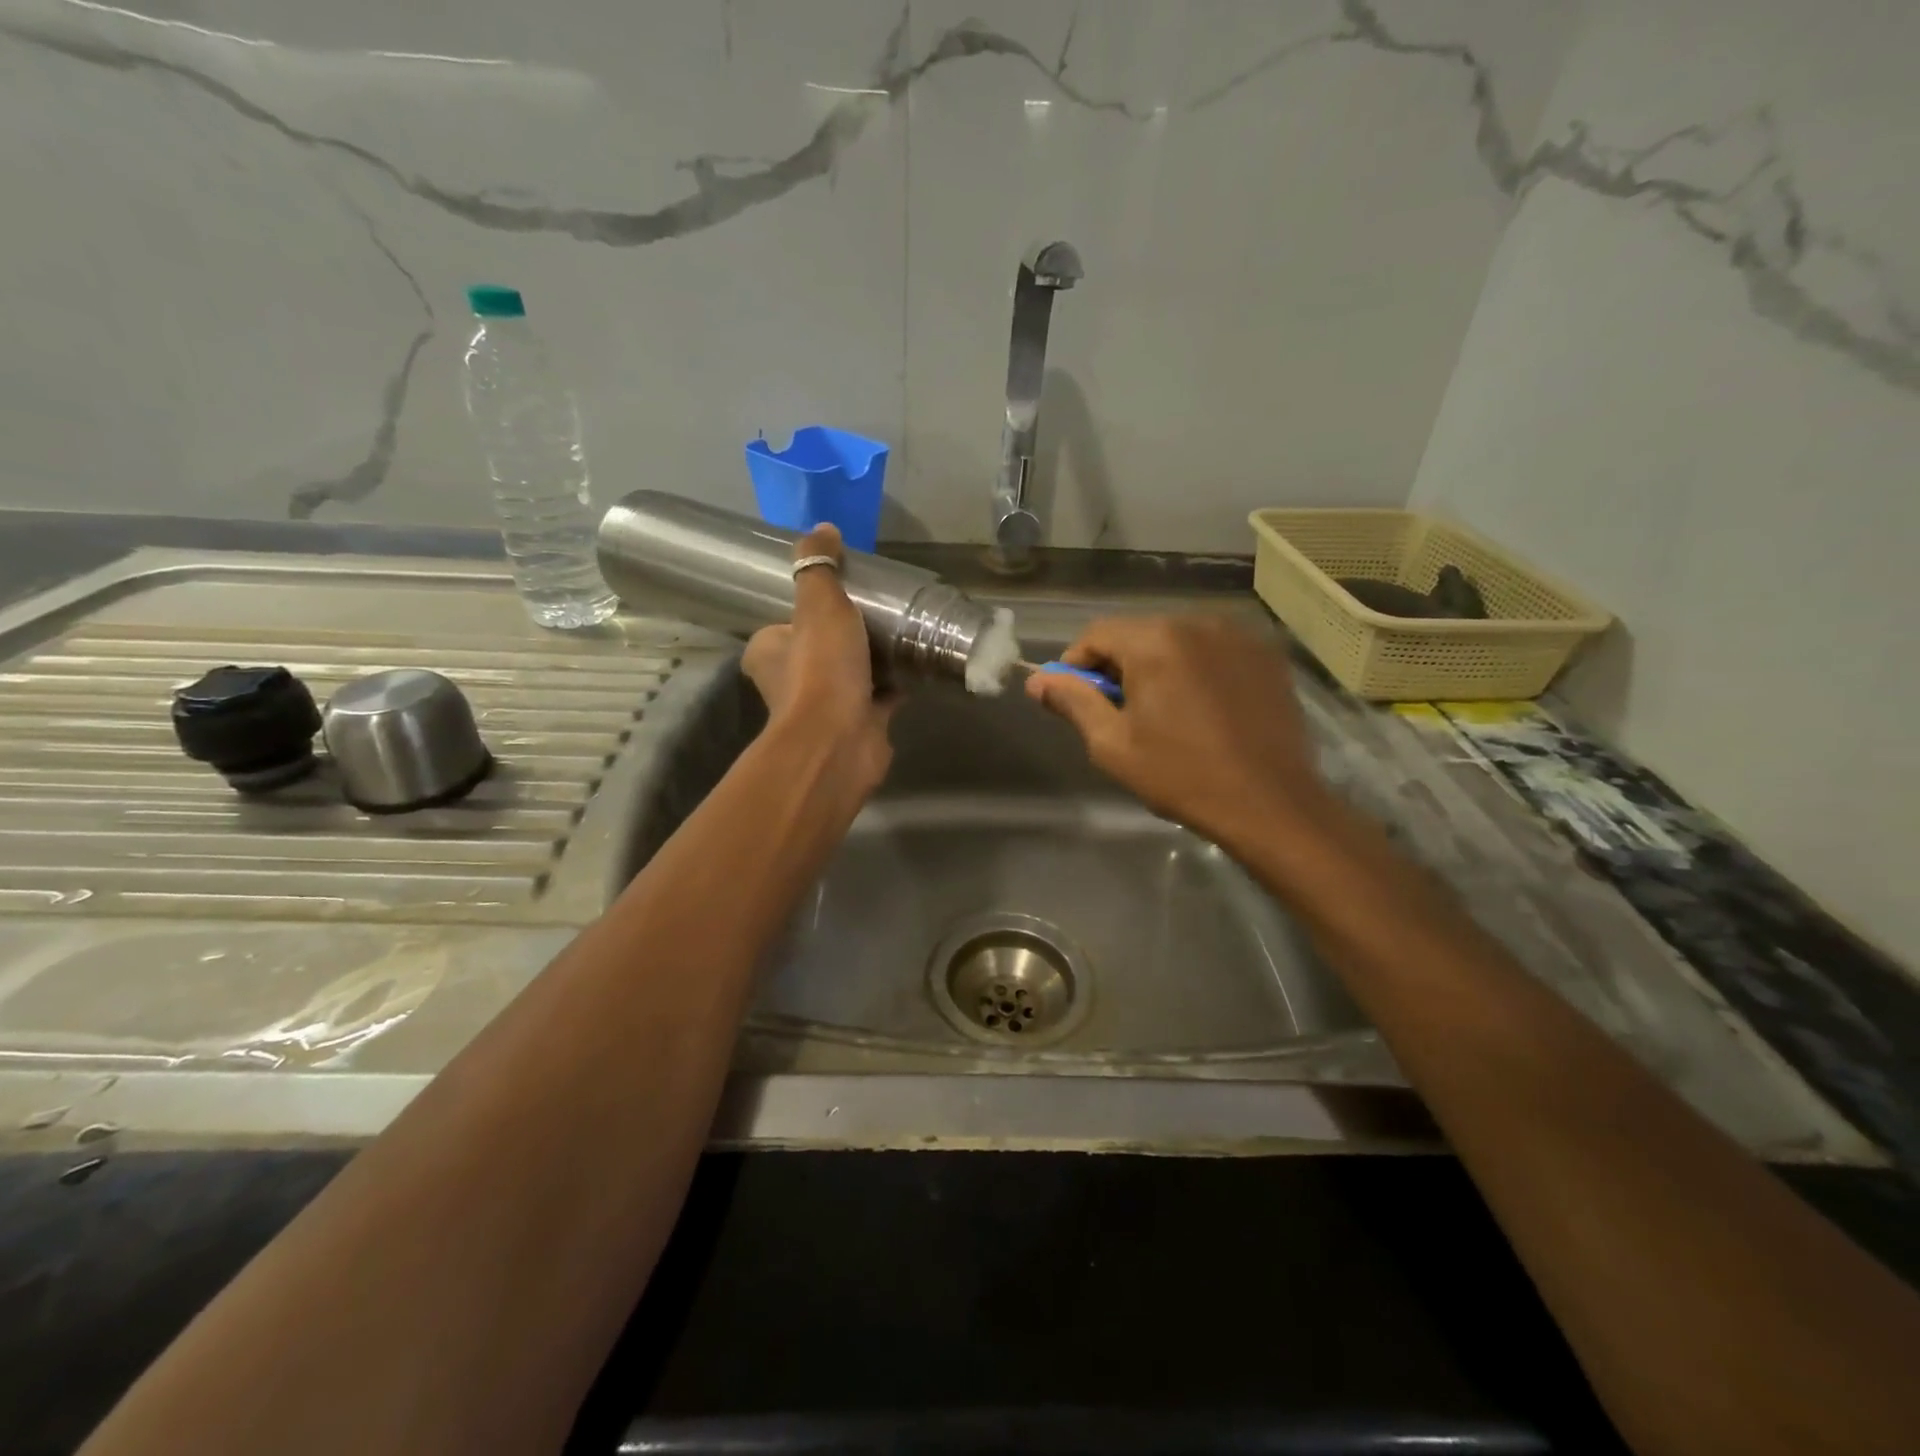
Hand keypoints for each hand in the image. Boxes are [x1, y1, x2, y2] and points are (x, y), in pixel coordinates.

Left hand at [741, 524, 895, 795]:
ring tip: (902, 633)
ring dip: (873, 661)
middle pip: (820, 650)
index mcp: (768, 653)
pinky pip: (879, 698)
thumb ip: (819, 568)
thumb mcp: (818, 605)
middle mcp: (790, 683)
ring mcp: (826, 707)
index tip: (840, 595)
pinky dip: (895, 686)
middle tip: (878, 611)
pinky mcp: (858, 725)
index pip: (783, 625)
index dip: (808, 610)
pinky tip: (917, 665)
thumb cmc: (821, 670)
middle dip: (846, 636)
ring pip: (851, 674)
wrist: (841, 741)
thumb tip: (822, 528)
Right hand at [1024, 614, 1331, 850]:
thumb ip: (1073, 702)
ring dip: (1158, 666)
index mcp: (1156, 641)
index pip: (1097, 633)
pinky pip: (1214, 651)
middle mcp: (1198, 622)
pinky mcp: (1267, 655)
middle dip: (1118, 666)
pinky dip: (1197, 669)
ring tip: (1162, 712)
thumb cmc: (1182, 776)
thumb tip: (1037, 682)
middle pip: (1138, 633)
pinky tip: (1202, 708)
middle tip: (1116, 711)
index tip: (1073, 698)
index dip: (1075, 664)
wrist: (1270, 804)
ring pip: (1177, 640)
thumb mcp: (1113, 744)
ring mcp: (1239, 636)